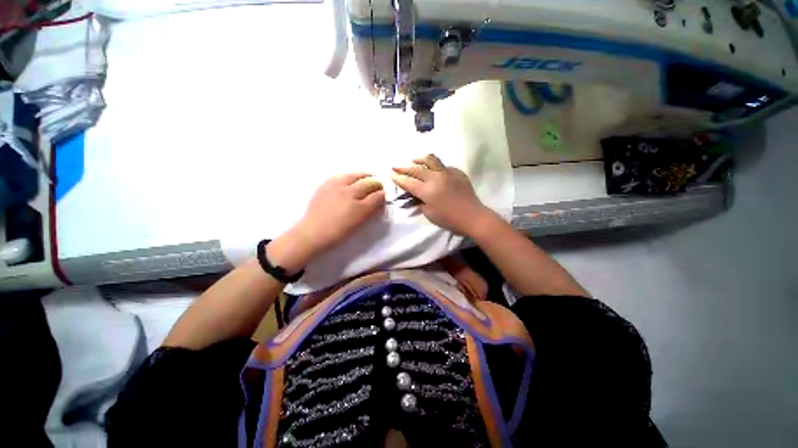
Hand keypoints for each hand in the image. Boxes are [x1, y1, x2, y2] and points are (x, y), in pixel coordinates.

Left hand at [293, 173, 384, 257]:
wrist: (312, 233)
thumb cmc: (337, 233)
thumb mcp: (358, 225)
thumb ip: (370, 212)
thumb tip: (379, 202)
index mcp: (359, 208)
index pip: (377, 196)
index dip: (383, 195)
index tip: (384, 195)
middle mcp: (349, 194)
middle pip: (368, 182)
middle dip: (376, 183)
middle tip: (379, 186)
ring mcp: (336, 187)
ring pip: (355, 175)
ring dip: (365, 176)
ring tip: (368, 178)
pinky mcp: (326, 184)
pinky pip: (342, 175)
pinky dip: (351, 176)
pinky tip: (351, 180)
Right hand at [391, 155, 491, 236]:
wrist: (473, 217)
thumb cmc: (449, 220)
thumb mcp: (429, 214)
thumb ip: (419, 202)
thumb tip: (414, 195)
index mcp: (427, 191)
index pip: (408, 182)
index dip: (398, 178)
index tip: (390, 173)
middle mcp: (435, 178)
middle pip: (416, 169)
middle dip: (403, 167)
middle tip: (395, 166)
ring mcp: (447, 173)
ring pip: (430, 160)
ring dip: (419, 159)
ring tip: (414, 160)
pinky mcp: (457, 172)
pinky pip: (443, 166)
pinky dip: (435, 167)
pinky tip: (434, 171)